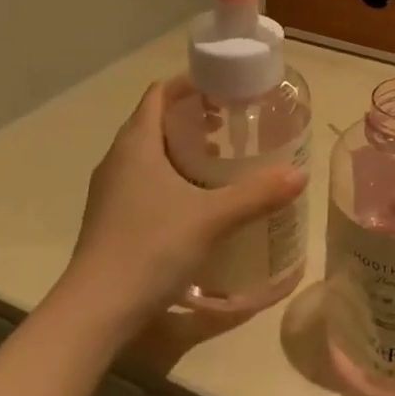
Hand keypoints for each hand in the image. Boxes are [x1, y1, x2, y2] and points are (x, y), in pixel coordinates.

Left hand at [57, 80, 305, 332]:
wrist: (94, 311)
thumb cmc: (150, 248)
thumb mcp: (212, 218)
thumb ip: (257, 194)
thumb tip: (300, 175)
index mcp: (136, 144)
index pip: (159, 93)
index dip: (189, 84)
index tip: (223, 88)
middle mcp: (118, 159)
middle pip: (154, 120)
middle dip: (191, 116)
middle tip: (228, 125)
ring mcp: (110, 190)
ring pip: (148, 152)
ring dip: (181, 148)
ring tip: (217, 160)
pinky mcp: (110, 217)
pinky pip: (143, 179)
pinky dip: (170, 175)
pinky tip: (196, 200)